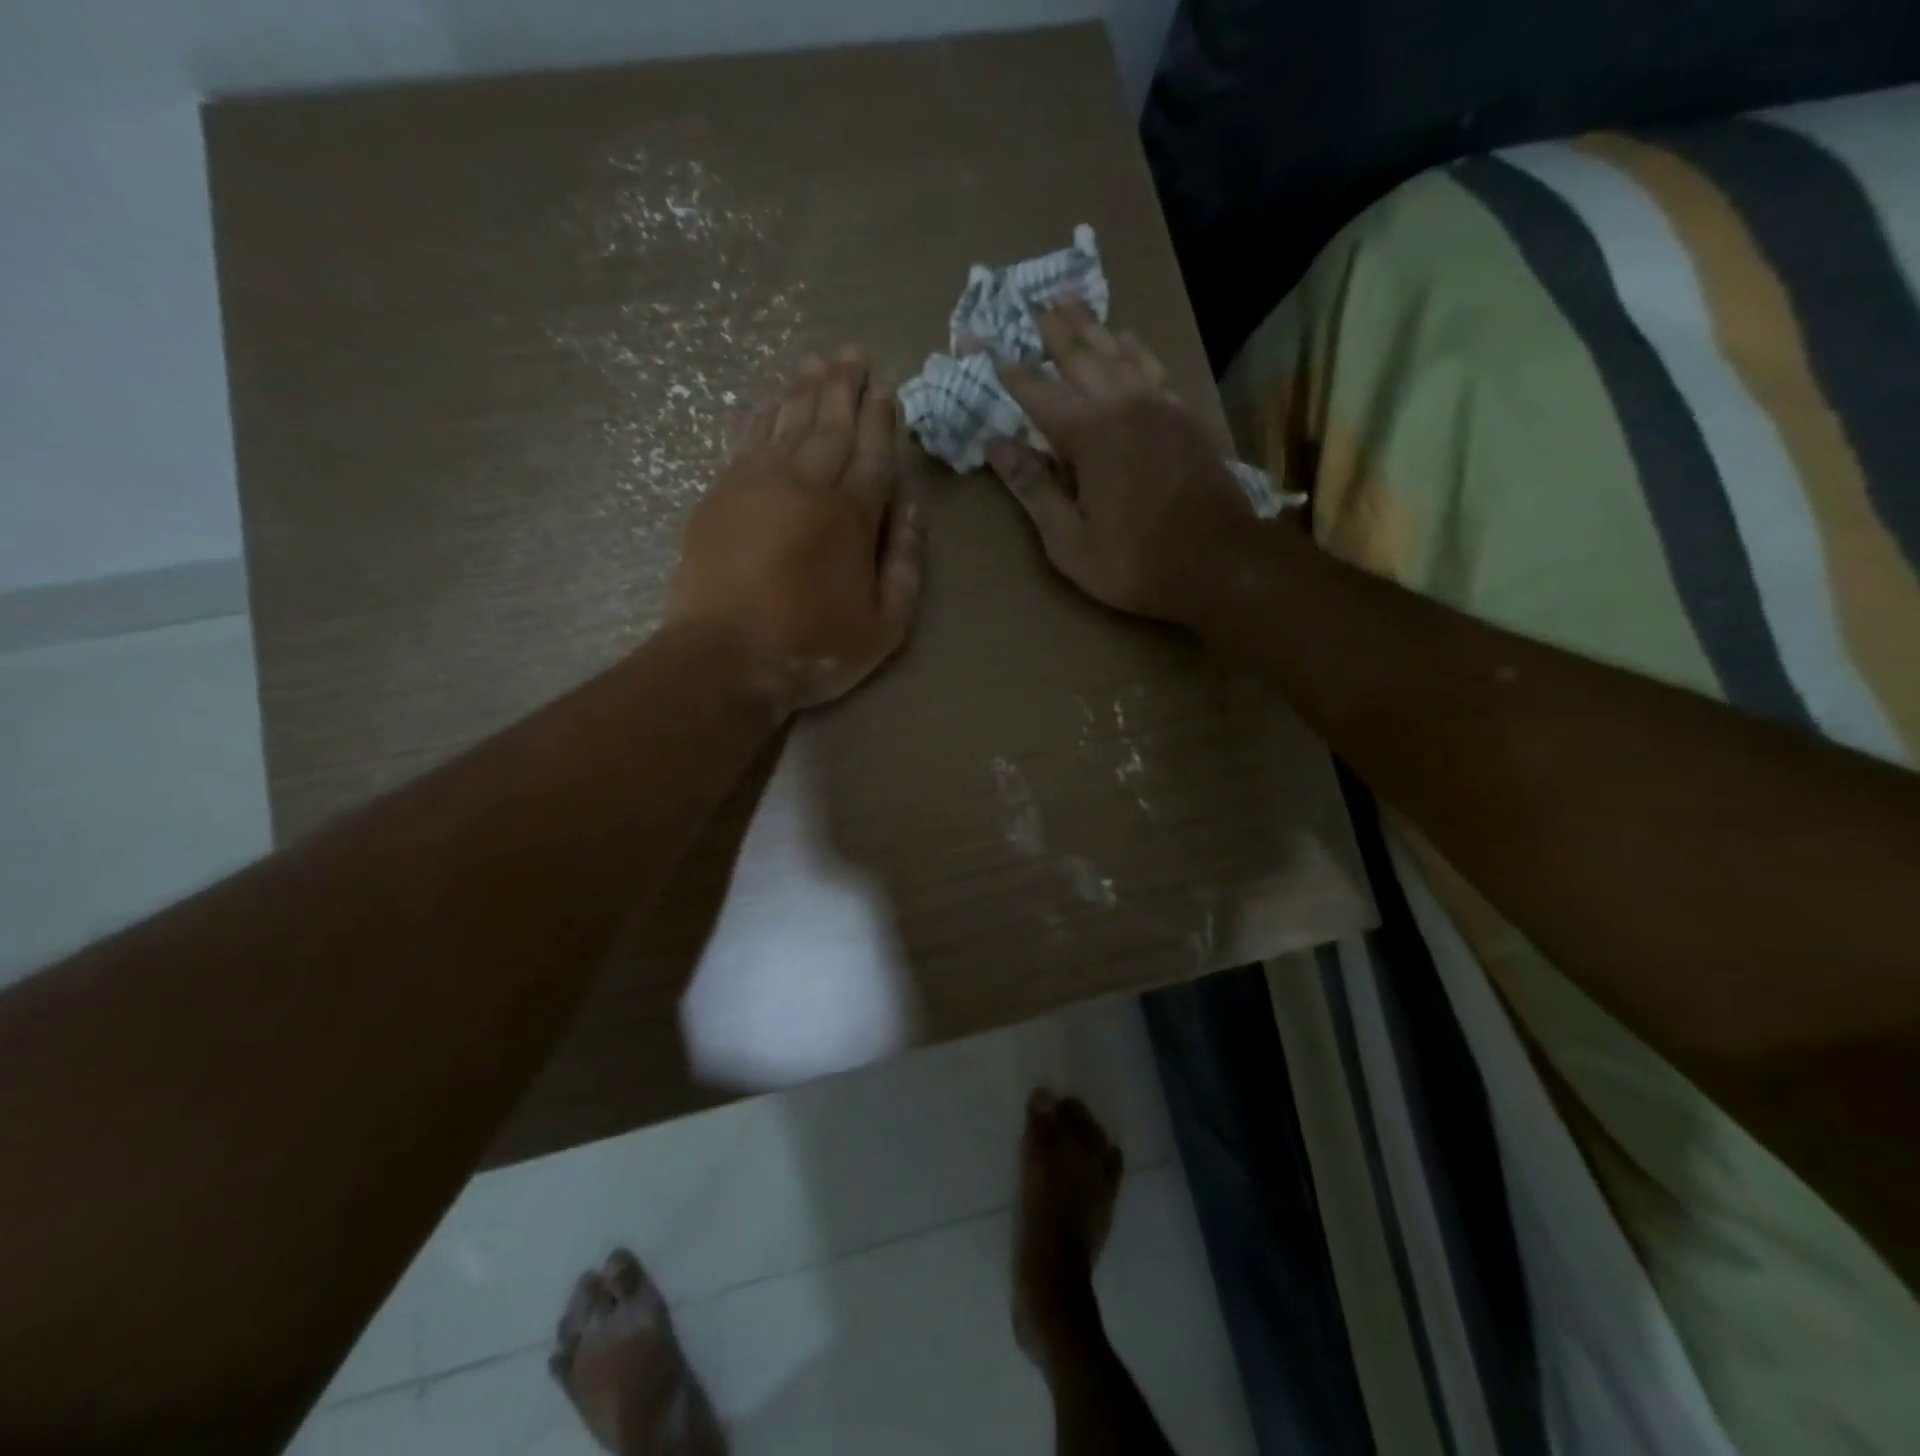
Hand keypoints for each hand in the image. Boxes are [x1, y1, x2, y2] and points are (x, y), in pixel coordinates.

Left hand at [669, 349, 921, 717]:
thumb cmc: (813, 648)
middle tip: (853, 354)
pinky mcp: (721, 493)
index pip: (872, 453)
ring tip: (819, 361)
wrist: (724, 658)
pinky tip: (773, 398)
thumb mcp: (885, 626)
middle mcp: (806, 486)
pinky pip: (747, 438)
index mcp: (851, 518)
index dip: (881, 419)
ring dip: (805, 388)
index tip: (886, 389)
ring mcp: (757, 484)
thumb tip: (912, 507)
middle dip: (844, 387)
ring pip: (787, 422)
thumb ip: (905, 563)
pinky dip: (763, 413)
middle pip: (830, 425)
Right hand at [987, 305, 1260, 627]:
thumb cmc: (1135, 562)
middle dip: (1054, 332)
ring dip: (1092, 327)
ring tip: (1071, 303)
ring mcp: (1160, 405)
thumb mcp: (1069, 542)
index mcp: (1088, 436)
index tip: (989, 349)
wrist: (1220, 563)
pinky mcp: (1186, 415)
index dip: (1012, 372)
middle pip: (1081, 357)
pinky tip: (1128, 338)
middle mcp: (1122, 406)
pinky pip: (1154, 367)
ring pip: (1119, 353)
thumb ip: (1034, 490)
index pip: (1038, 393)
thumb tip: (996, 447)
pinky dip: (1135, 348)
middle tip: (1033, 306)